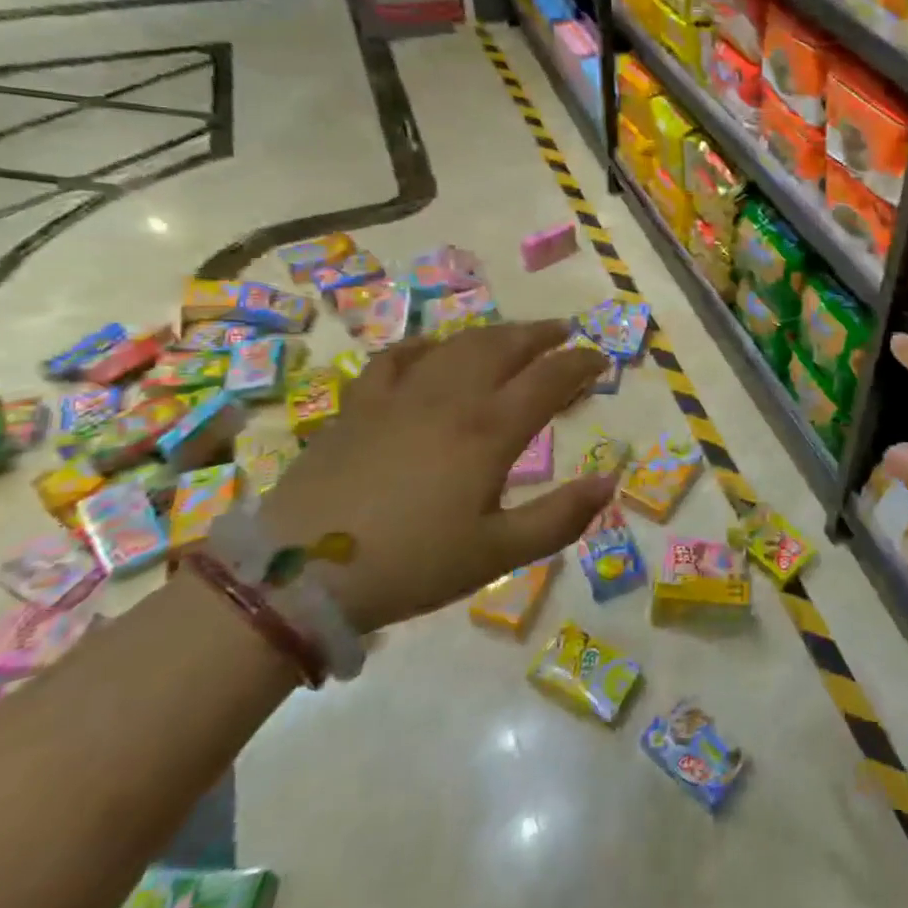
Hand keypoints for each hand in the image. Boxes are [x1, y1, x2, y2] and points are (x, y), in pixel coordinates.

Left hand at [261, 321, 614, 632]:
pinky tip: (432, 350)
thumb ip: (559, 518)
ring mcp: (401, 396)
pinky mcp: (360, 405)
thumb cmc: (411, 564)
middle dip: (541, 335)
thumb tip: (608, 483)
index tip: (600, 361)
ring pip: (457, 345)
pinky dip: (423, 346)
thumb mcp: (496, 553)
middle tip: (563, 333)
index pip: (548, 378)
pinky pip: (396, 358)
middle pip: (504, 346)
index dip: (580, 364)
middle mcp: (451, 398)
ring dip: (493, 334)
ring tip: (512, 336)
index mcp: (490, 430)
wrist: (299, 574)